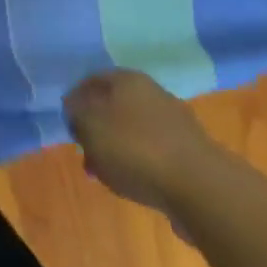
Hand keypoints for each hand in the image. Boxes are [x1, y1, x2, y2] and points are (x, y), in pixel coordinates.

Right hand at [63, 70, 220, 218]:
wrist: (200, 187)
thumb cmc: (135, 148)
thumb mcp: (89, 126)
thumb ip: (76, 114)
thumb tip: (75, 108)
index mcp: (127, 79)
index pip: (92, 79)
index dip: (75, 99)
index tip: (67, 122)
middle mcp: (152, 92)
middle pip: (114, 105)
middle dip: (96, 127)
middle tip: (84, 149)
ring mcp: (174, 123)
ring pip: (133, 130)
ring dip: (116, 148)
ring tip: (105, 172)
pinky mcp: (189, 152)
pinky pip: (153, 152)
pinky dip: (139, 163)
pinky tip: (133, 182)